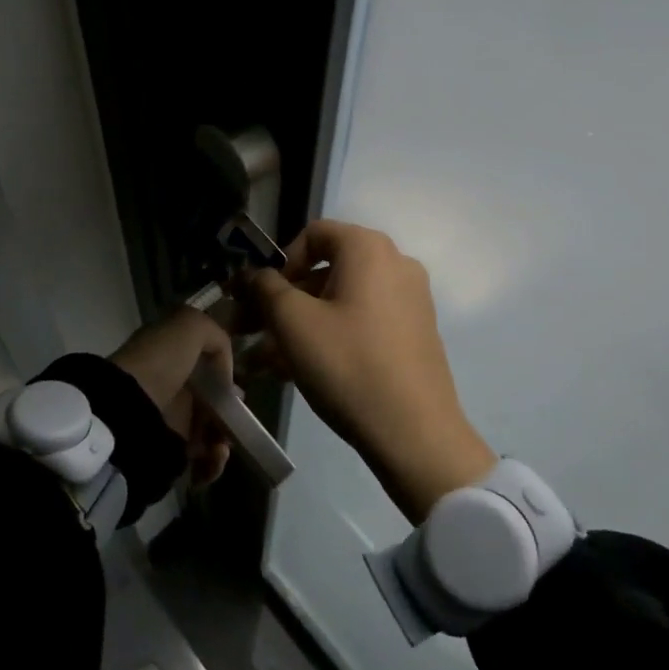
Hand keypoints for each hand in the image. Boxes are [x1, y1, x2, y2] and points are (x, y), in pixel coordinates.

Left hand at [110, 307, 232, 486]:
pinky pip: (201, 460)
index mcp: (170, 353)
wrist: (128, 410)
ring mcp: (170, 418)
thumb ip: (216, 335)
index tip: (236, 382)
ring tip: (223, 445)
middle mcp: (170, 384)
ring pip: (210, 430)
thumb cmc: (160, 362)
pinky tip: (215, 456)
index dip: (224, 370)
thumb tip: (226, 370)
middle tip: (238, 418)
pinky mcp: (169, 451)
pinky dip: (213, 462)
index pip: (204, 359)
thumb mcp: (190, 326)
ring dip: (224, 439)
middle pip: (212, 398)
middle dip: (230, 410)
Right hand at [249, 220, 494, 522]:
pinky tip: (298, 371)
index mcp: (368, 248)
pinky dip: (330, 336)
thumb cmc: (348, 364)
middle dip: (283, 300)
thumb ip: (265, 288)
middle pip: (325, 270)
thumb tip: (254, 275)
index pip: (313, 234)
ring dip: (300, 324)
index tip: (260, 297)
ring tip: (266, 362)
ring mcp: (409, 300)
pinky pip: (361, 321)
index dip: (279, 261)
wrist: (416, 435)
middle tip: (252, 331)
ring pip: (340, 301)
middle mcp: (395, 263)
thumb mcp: (293, 323)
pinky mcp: (414, 333)